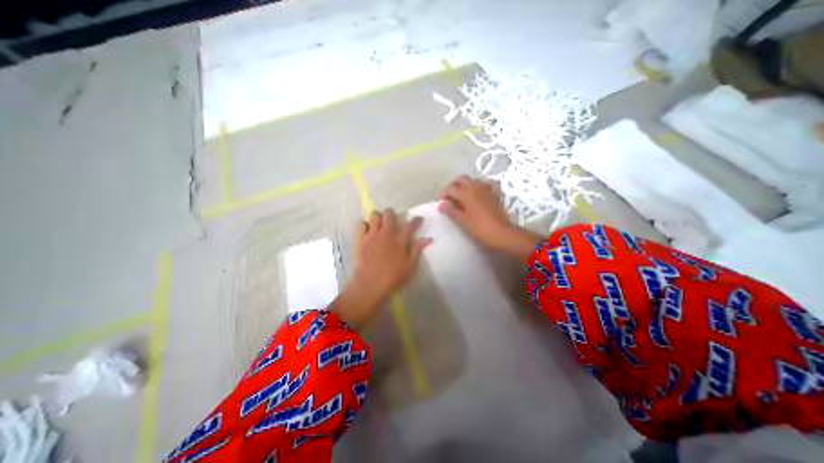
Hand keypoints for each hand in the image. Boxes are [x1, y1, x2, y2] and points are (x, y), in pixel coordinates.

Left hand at [331, 210, 430, 328]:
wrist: (370, 284)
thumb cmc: (393, 278)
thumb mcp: (409, 266)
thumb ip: (417, 250)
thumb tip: (428, 239)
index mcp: (400, 240)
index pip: (410, 225)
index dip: (416, 220)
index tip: (418, 220)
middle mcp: (386, 233)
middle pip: (389, 214)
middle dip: (392, 215)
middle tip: (392, 223)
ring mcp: (372, 235)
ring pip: (374, 215)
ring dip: (378, 218)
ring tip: (379, 226)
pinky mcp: (360, 239)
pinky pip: (361, 224)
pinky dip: (364, 226)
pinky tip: (367, 232)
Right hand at [442, 177, 545, 262]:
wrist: (502, 234)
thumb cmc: (479, 228)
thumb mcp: (462, 221)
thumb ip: (451, 211)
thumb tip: (441, 204)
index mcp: (466, 192)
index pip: (450, 188)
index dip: (443, 195)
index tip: (440, 204)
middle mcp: (476, 187)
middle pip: (461, 179)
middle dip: (453, 186)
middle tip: (449, 198)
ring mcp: (487, 189)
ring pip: (473, 181)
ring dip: (465, 186)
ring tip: (461, 198)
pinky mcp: (495, 195)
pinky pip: (487, 185)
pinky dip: (481, 186)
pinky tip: (478, 193)